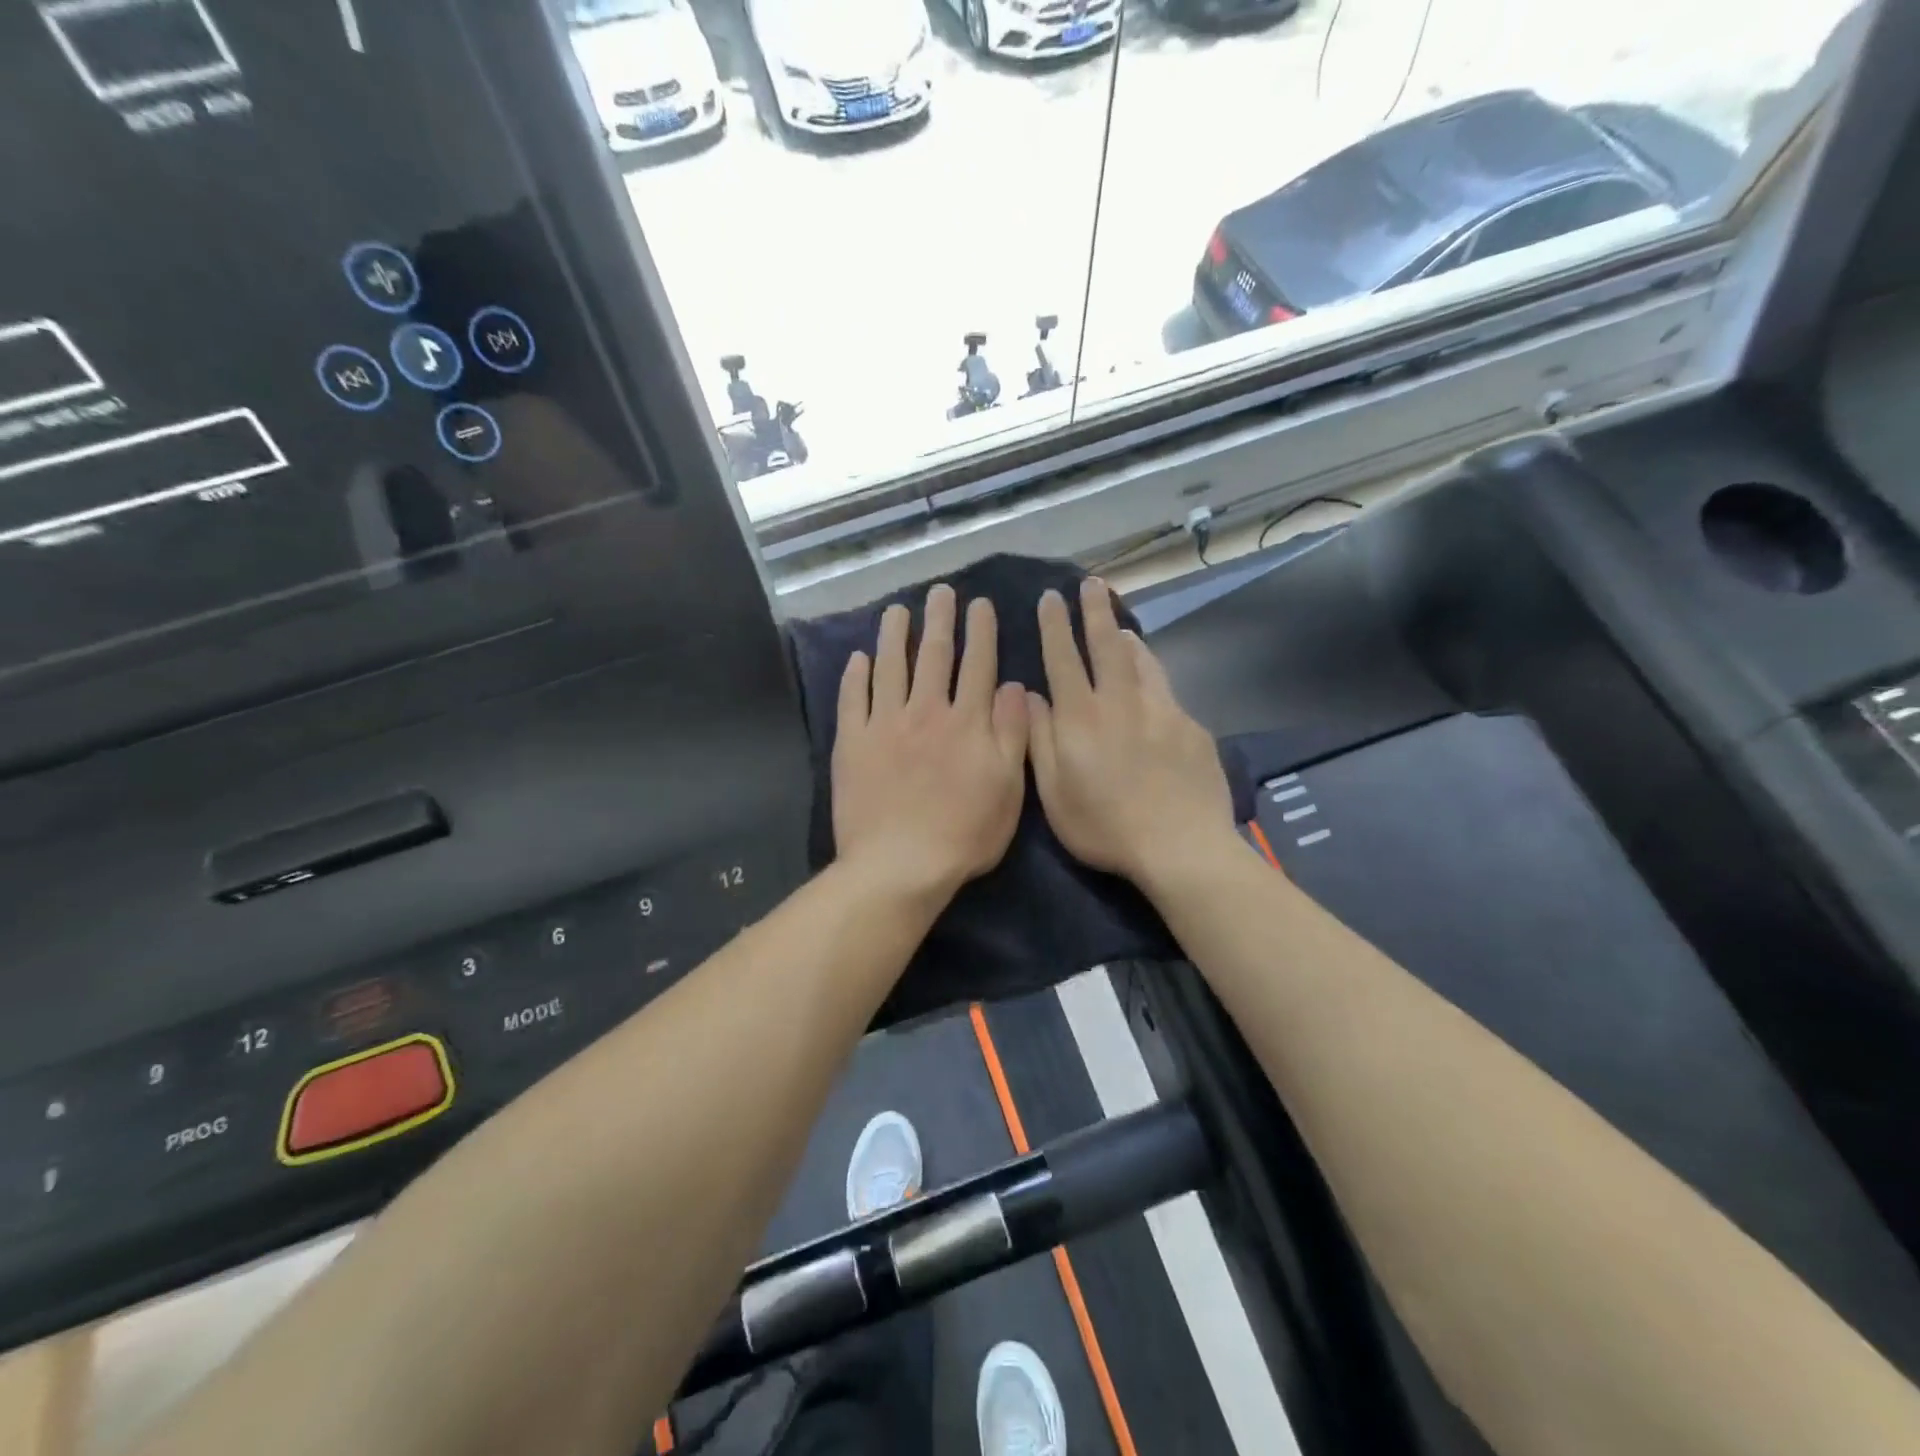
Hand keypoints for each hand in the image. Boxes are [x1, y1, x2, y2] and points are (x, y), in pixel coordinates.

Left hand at [832, 584, 1029, 905]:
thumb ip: (1012, 734)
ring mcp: (885, 725)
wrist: (900, 865)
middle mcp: (926, 712)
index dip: (981, 632)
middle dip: (939, 619)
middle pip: (934, 656)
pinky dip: (856, 675)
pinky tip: (859, 657)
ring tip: (897, 610)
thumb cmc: (964, 834)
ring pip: (891, 667)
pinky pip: (853, 699)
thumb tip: (1015, 687)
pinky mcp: (853, 743)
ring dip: (895, 635)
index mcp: (967, 723)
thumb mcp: (1008, 788)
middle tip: (939, 592)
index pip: (978, 665)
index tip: (980, 604)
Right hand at [1027, 579, 1235, 888]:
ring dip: (1128, 638)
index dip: (1054, 625)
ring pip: (1142, 661)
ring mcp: (1161, 710)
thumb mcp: (1054, 794)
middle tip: (1092, 584)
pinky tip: (1152, 686)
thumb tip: (1029, 695)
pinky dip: (1153, 676)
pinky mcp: (1190, 726)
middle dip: (1095, 611)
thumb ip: (1039, 740)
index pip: (1063, 658)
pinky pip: (1166, 690)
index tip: (1050, 597)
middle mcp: (1120, 702)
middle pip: (1107, 645)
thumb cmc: (1105, 827)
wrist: (1180, 846)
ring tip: (1120, 626)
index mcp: (1081, 718)